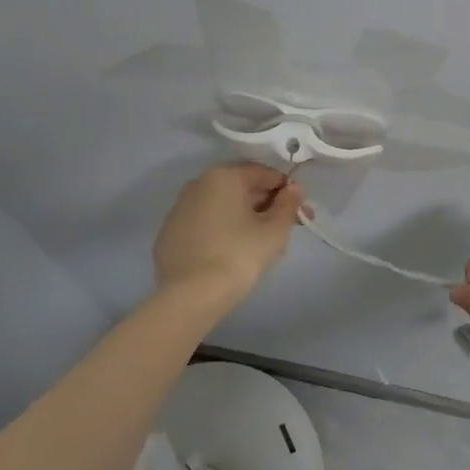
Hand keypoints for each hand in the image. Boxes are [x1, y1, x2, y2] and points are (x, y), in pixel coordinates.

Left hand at [153, 162, 304, 301]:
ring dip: (243, 217)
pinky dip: (221, 230)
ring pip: (221, 206)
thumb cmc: (238, 256)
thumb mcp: (274, 231)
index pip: (264, 174)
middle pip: (241, 188)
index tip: (300, 212)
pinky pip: (204, 223)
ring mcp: (179, 209)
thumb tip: (293, 189)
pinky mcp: (169, 233)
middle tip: (284, 229)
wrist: (190, 296)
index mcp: (224, 177)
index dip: (286, 190)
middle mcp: (198, 184)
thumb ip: (288, 204)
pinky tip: (231, 253)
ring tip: (260, 245)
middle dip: (266, 205)